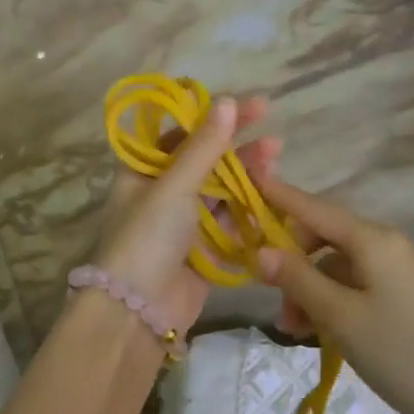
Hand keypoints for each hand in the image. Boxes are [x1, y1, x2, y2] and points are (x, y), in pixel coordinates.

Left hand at [92, 95, 278, 332]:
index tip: (253, 107)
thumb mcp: (174, 186)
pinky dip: (249, 212)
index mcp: (144, 170)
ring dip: (248, 178)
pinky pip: (229, 224)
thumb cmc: (147, 238)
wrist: (136, 312)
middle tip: (275, 140)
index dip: (216, 118)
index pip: (184, 133)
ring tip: (277, 162)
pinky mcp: (202, 251)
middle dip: (239, 149)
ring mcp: (183, 223)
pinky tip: (273, 200)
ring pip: (221, 192)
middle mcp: (162, 192)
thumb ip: (203, 146)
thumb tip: (226, 101)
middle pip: (207, 162)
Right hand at [255, 176, 413, 413]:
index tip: (246, 183)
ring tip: (293, 329)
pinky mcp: (397, 296)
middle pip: (321, 237)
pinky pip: (350, 286)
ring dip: (307, 290)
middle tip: (271, 299)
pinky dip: (328, 302)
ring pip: (333, 266)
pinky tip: (315, 332)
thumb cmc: (400, 352)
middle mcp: (382, 245)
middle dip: (291, 263)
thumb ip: (297, 278)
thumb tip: (259, 250)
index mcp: (372, 239)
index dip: (278, 196)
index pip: (314, 207)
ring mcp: (392, 271)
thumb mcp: (340, 316)